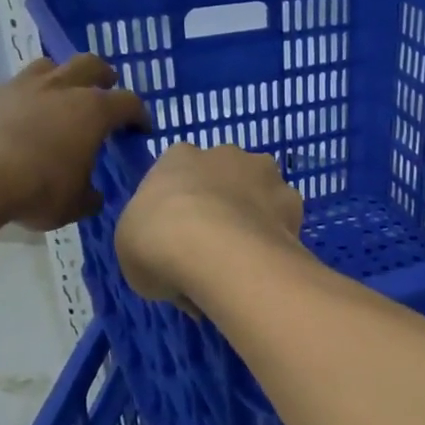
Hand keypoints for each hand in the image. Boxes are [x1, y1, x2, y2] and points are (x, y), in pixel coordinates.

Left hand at [0, 54, 147, 230]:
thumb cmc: (37, 189)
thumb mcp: (75, 205)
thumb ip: (89, 196)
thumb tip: (93, 195)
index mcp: (92, 112)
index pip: (128, 102)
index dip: (139, 115)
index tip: (141, 129)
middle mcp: (59, 89)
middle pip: (89, 64)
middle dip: (102, 76)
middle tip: (105, 91)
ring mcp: (18, 87)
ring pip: (46, 67)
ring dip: (58, 79)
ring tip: (57, 101)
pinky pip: (7, 92)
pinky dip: (17, 104)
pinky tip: (10, 126)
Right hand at [115, 143, 304, 309]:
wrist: (215, 251)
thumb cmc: (157, 243)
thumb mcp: (130, 248)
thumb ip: (151, 242)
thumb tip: (171, 263)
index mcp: (178, 157)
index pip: (179, 174)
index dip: (179, 208)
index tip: (178, 239)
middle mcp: (225, 154)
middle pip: (224, 179)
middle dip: (222, 207)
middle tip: (213, 251)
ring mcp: (264, 174)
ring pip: (259, 196)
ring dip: (254, 221)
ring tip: (244, 264)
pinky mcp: (294, 201)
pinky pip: (283, 224)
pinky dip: (276, 243)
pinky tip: (266, 269)